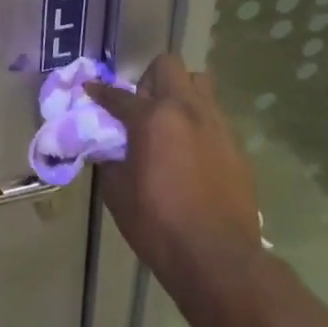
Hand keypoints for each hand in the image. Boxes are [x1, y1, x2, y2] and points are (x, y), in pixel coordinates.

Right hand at [86, 56, 263, 289]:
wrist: (220, 260)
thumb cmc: (159, 225)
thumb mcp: (118, 193)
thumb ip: (109, 159)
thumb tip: (107, 146)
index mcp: (153, 118)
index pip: (118, 95)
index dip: (100, 92)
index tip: (91, 90)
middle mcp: (186, 110)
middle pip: (168, 66)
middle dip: (150, 80)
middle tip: (143, 107)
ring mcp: (216, 125)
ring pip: (200, 84)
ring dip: (181, 94)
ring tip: (172, 124)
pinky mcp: (236, 146)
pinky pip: (215, 117)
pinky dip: (199, 123)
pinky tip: (192, 153)